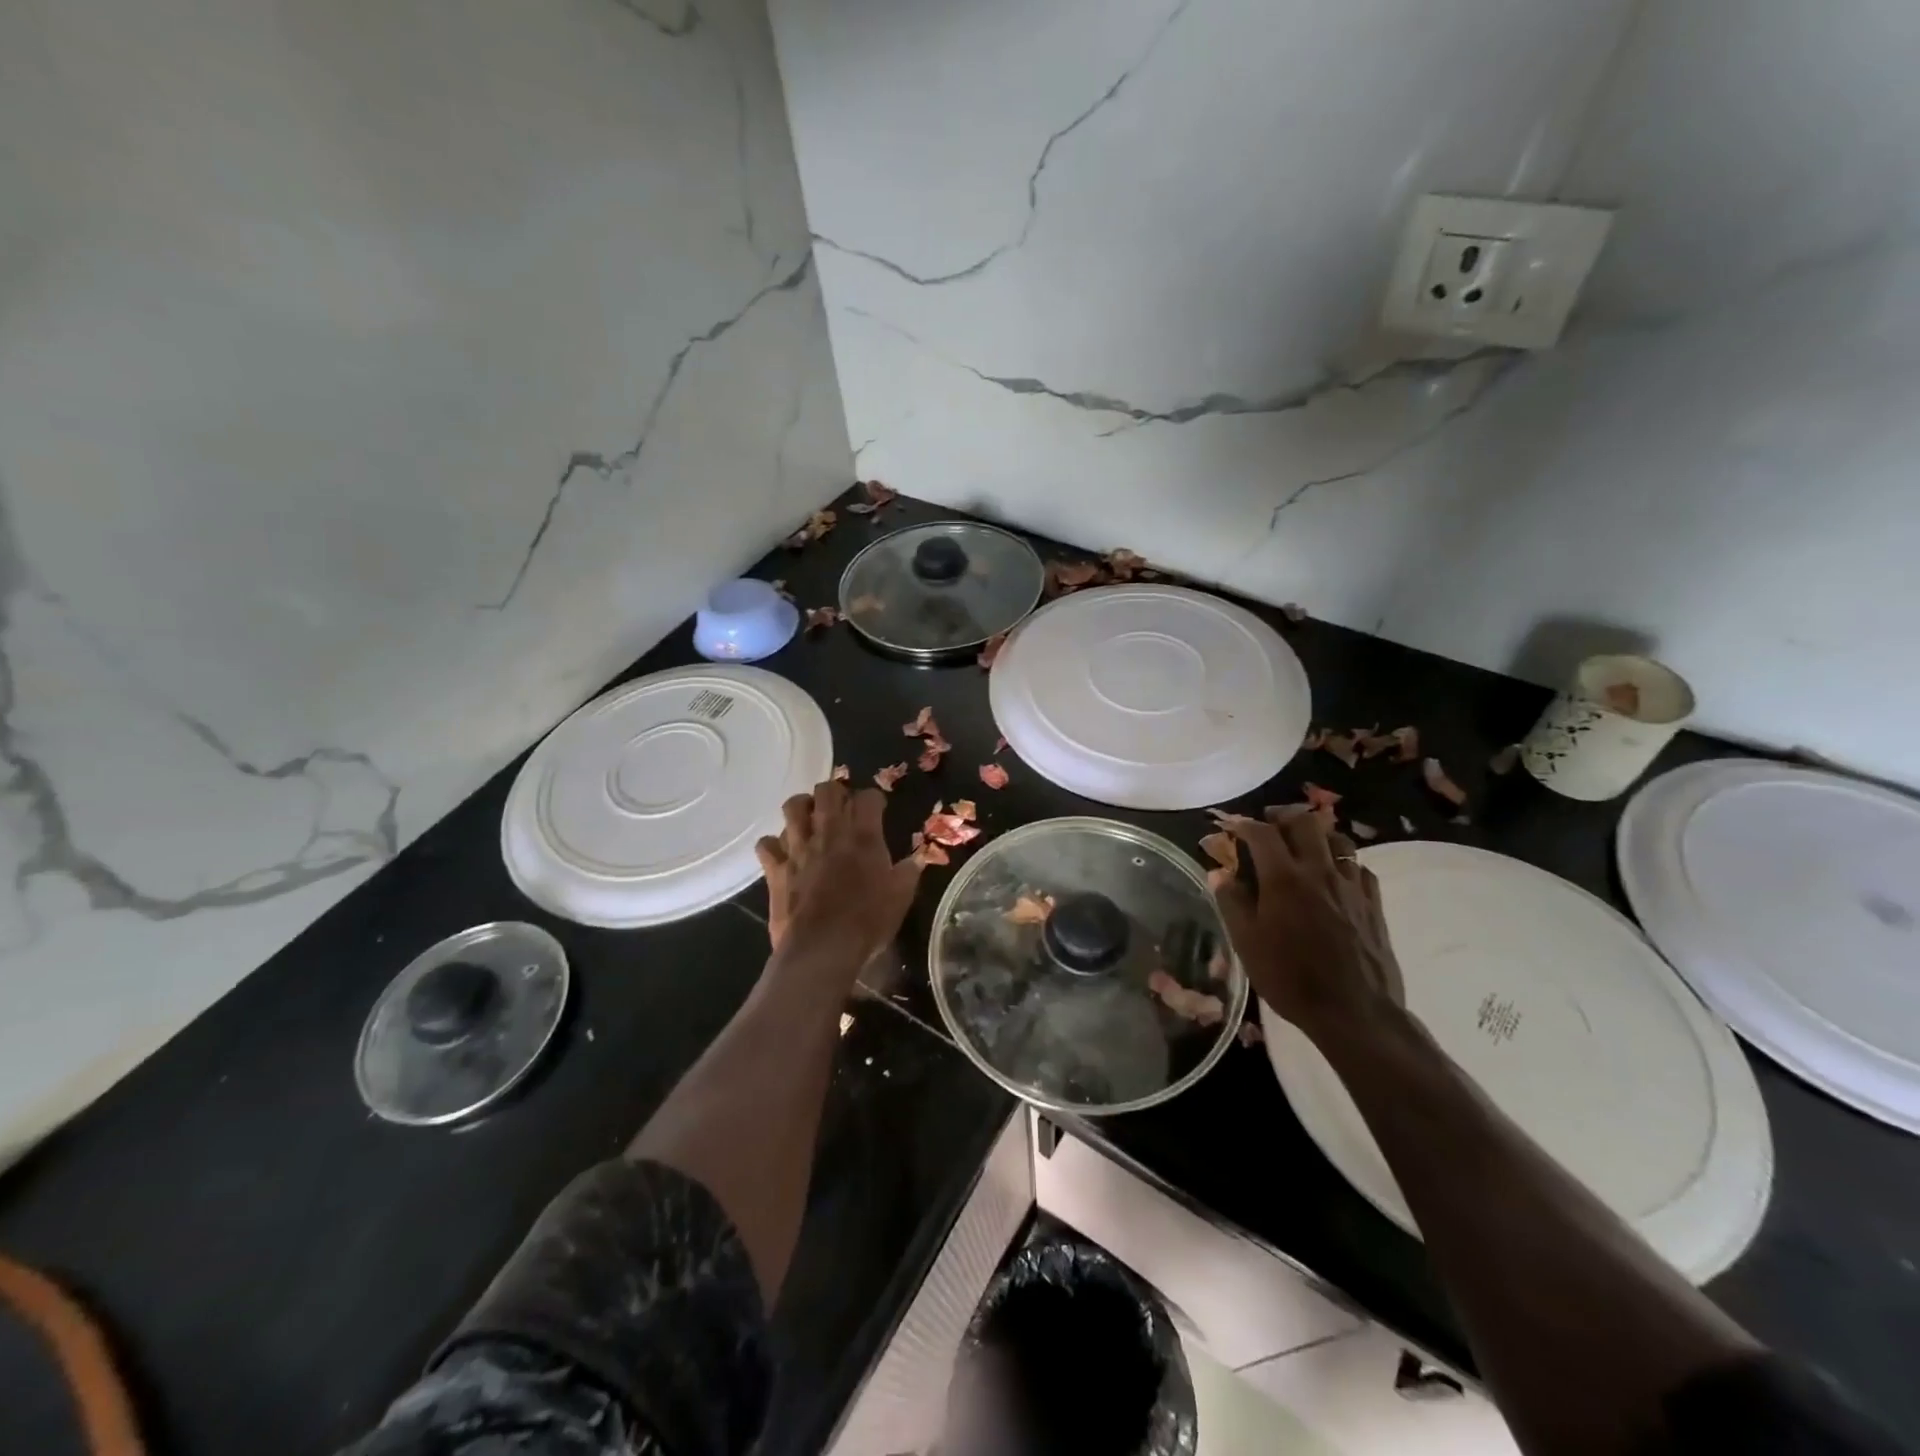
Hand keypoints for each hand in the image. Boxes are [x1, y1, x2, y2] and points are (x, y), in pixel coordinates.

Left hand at [755, 779, 922, 969]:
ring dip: (802, 807)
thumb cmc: (867, 922)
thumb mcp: (900, 898)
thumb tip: (917, 859)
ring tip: (809, 819)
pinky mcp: (775, 868)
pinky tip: (783, 853)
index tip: (877, 809)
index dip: (873, 799)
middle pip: (827, 790)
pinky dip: (774, 844)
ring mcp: (798, 847)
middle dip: (835, 792)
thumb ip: (908, 872)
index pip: (868, 797)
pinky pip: (767, 843)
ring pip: (792, 806)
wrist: (822, 948)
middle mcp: (829, 832)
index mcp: (863, 836)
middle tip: (841, 806)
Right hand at [1213, 810, 1404, 1044]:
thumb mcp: (1246, 943)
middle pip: (1305, 822)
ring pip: (1337, 839)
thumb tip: (1219, 872)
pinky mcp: (1373, 902)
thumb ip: (1231, 902)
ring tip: (1303, 844)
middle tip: (1269, 825)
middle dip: (1283, 817)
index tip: (1233, 827)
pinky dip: (1342, 861)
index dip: (1244, 824)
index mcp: (1283, 878)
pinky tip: (1334, 876)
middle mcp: (1319, 871)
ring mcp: (1351, 885)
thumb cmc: (1290, 977)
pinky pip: (1358, 866)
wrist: (1355, 1011)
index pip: (1262, 833)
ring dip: (1316, 834)